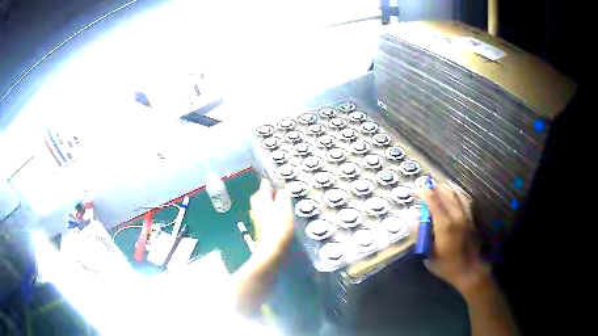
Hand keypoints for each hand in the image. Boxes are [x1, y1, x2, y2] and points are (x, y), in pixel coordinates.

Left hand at [249, 179, 293, 255]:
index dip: (274, 182)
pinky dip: (274, 216)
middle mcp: (255, 207)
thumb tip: (282, 189)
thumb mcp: (285, 208)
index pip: (265, 184)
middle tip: (286, 197)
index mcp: (259, 199)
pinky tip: (282, 220)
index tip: (283, 183)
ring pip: (266, 207)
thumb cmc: (279, 227)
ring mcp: (256, 218)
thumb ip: (283, 195)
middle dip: (274, 195)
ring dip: (275, 206)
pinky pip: (268, 216)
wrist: (272, 251)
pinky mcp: (260, 228)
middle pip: (264, 196)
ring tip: (286, 208)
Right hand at [415, 183, 490, 292]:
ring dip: (444, 188)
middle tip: (422, 188)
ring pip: (455, 194)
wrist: (470, 270)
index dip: (424, 193)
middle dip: (433, 188)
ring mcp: (466, 215)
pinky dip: (455, 193)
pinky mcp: (471, 218)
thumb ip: (420, 235)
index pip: (434, 201)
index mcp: (445, 225)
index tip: (415, 190)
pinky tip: (451, 194)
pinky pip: (463, 199)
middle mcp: (456, 216)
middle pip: (445, 194)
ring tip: (435, 188)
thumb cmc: (447, 266)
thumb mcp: (428, 255)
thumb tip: (412, 219)